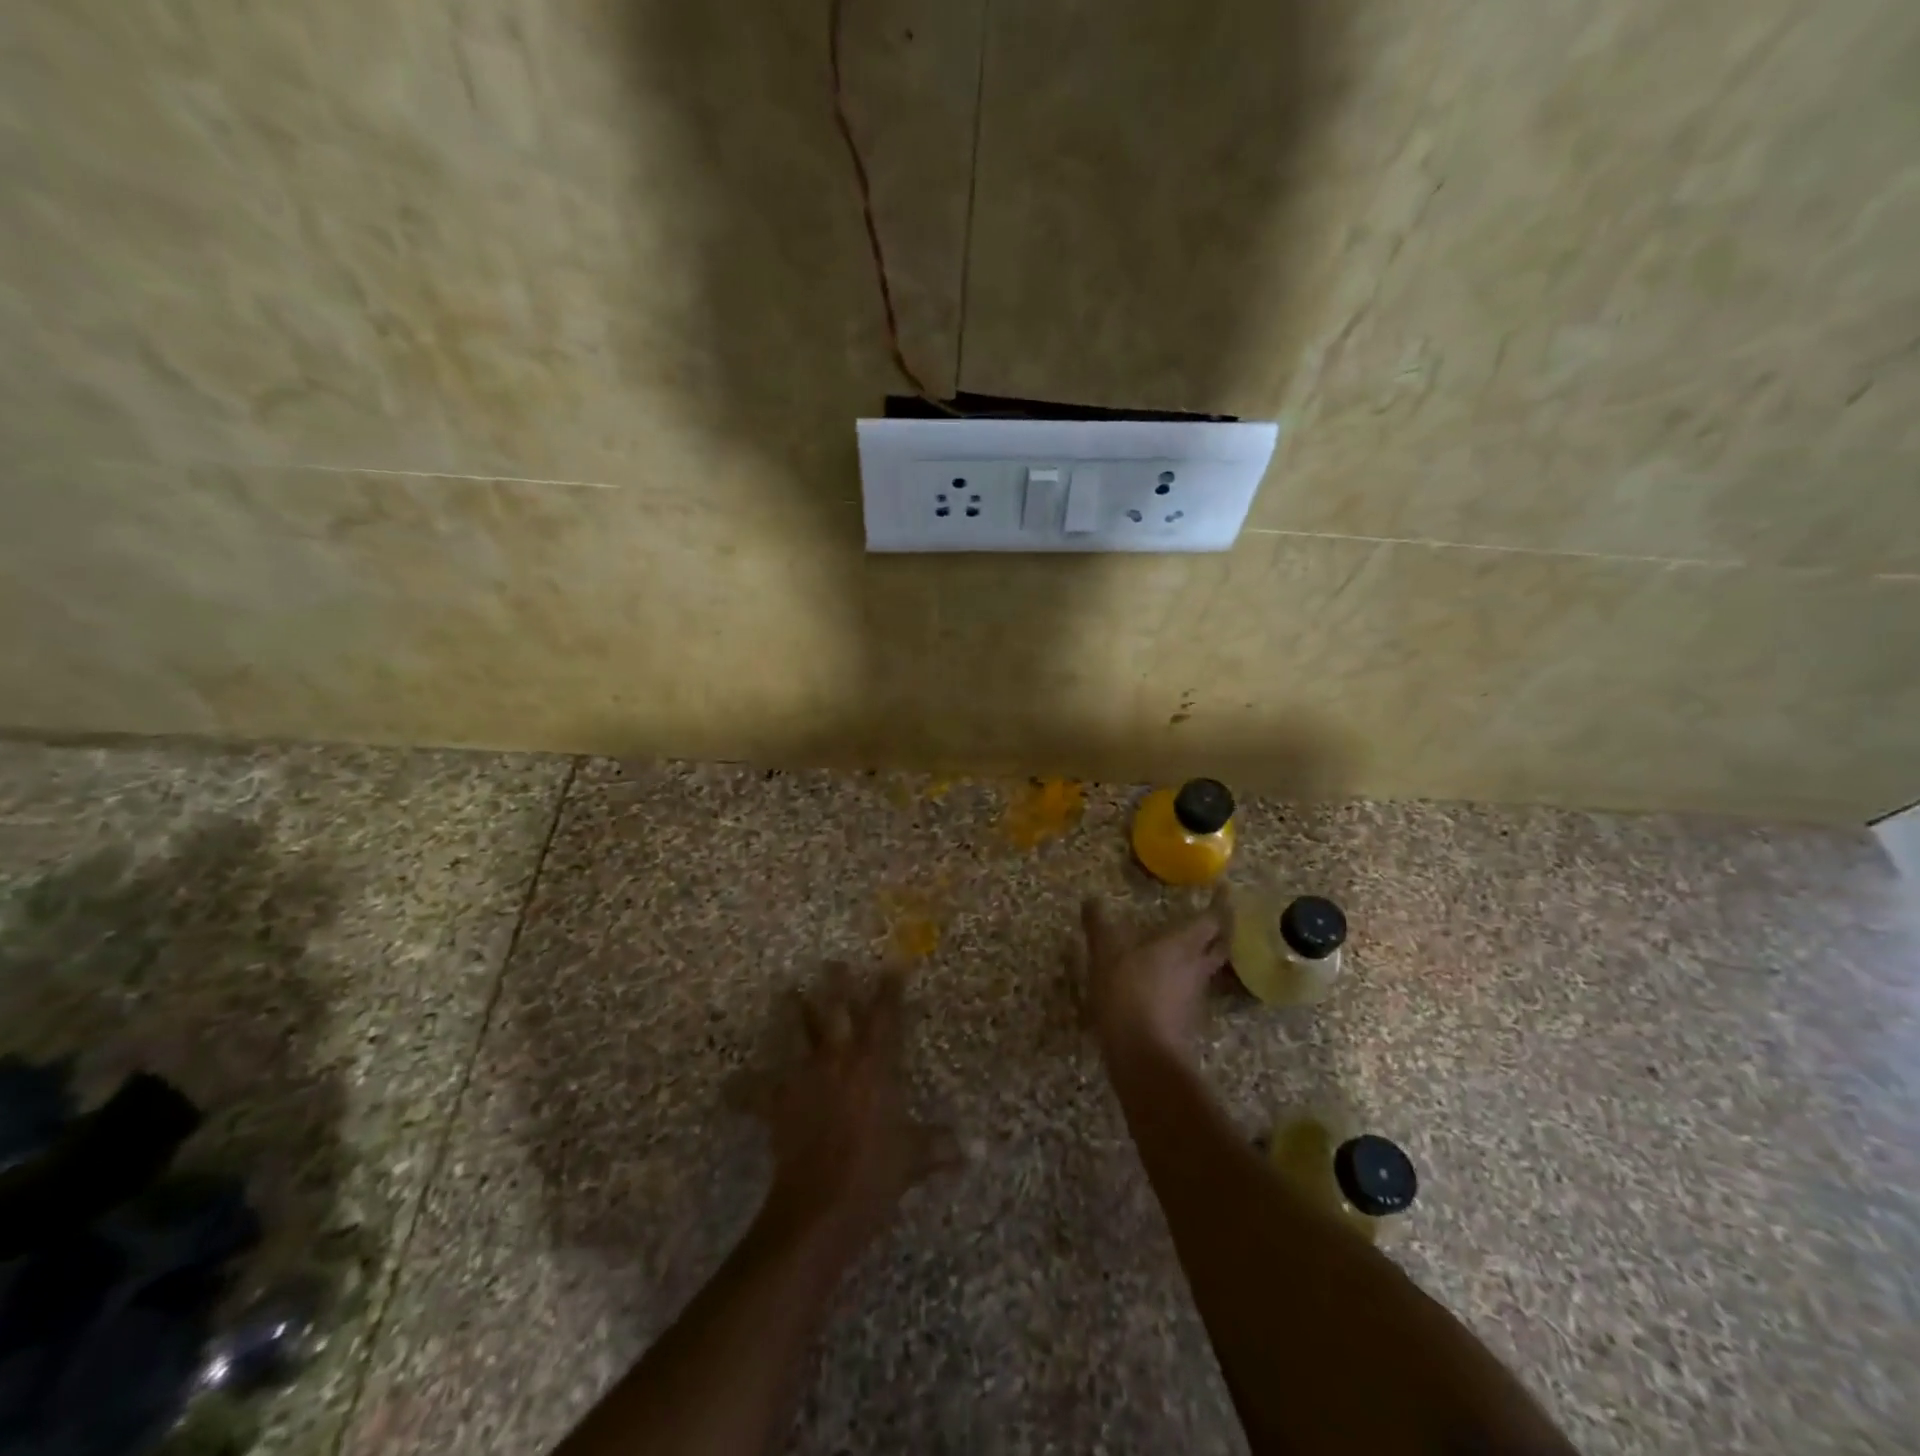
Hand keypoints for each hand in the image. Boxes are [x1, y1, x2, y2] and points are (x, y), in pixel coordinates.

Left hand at [740, 965, 959, 1256]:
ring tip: (788, 993)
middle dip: (837, 985)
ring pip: (800, 1037)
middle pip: (837, 1013)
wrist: (820, 1207)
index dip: (891, 989)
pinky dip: (746, 1089)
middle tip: (833, 962)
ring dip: (796, 1014)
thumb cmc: (874, 1175)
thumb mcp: (914, 1158)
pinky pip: (758, 1093)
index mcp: (875, 1066)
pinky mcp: (779, 1106)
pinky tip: (732, 1085)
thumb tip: (970, 1150)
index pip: (886, 1017)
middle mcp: (839, 1062)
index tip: (894, 965)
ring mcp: (806, 1080)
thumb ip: (939, 1147)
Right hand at [1081, 898, 1227, 1060]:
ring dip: (1204, 955)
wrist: (1144, 1057)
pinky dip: (1185, 980)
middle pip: (1219, 945)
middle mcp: (1196, 967)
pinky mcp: (1186, 1019)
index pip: (1212, 919)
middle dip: (1220, 930)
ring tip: (1188, 946)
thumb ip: (1099, 925)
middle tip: (1214, 917)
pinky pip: (1192, 991)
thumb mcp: (1105, 954)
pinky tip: (1168, 981)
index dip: (1220, 904)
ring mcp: (1195, 996)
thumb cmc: (1128, 995)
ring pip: (1207, 969)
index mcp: (1183, 945)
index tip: (1224, 890)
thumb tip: (1092, 899)